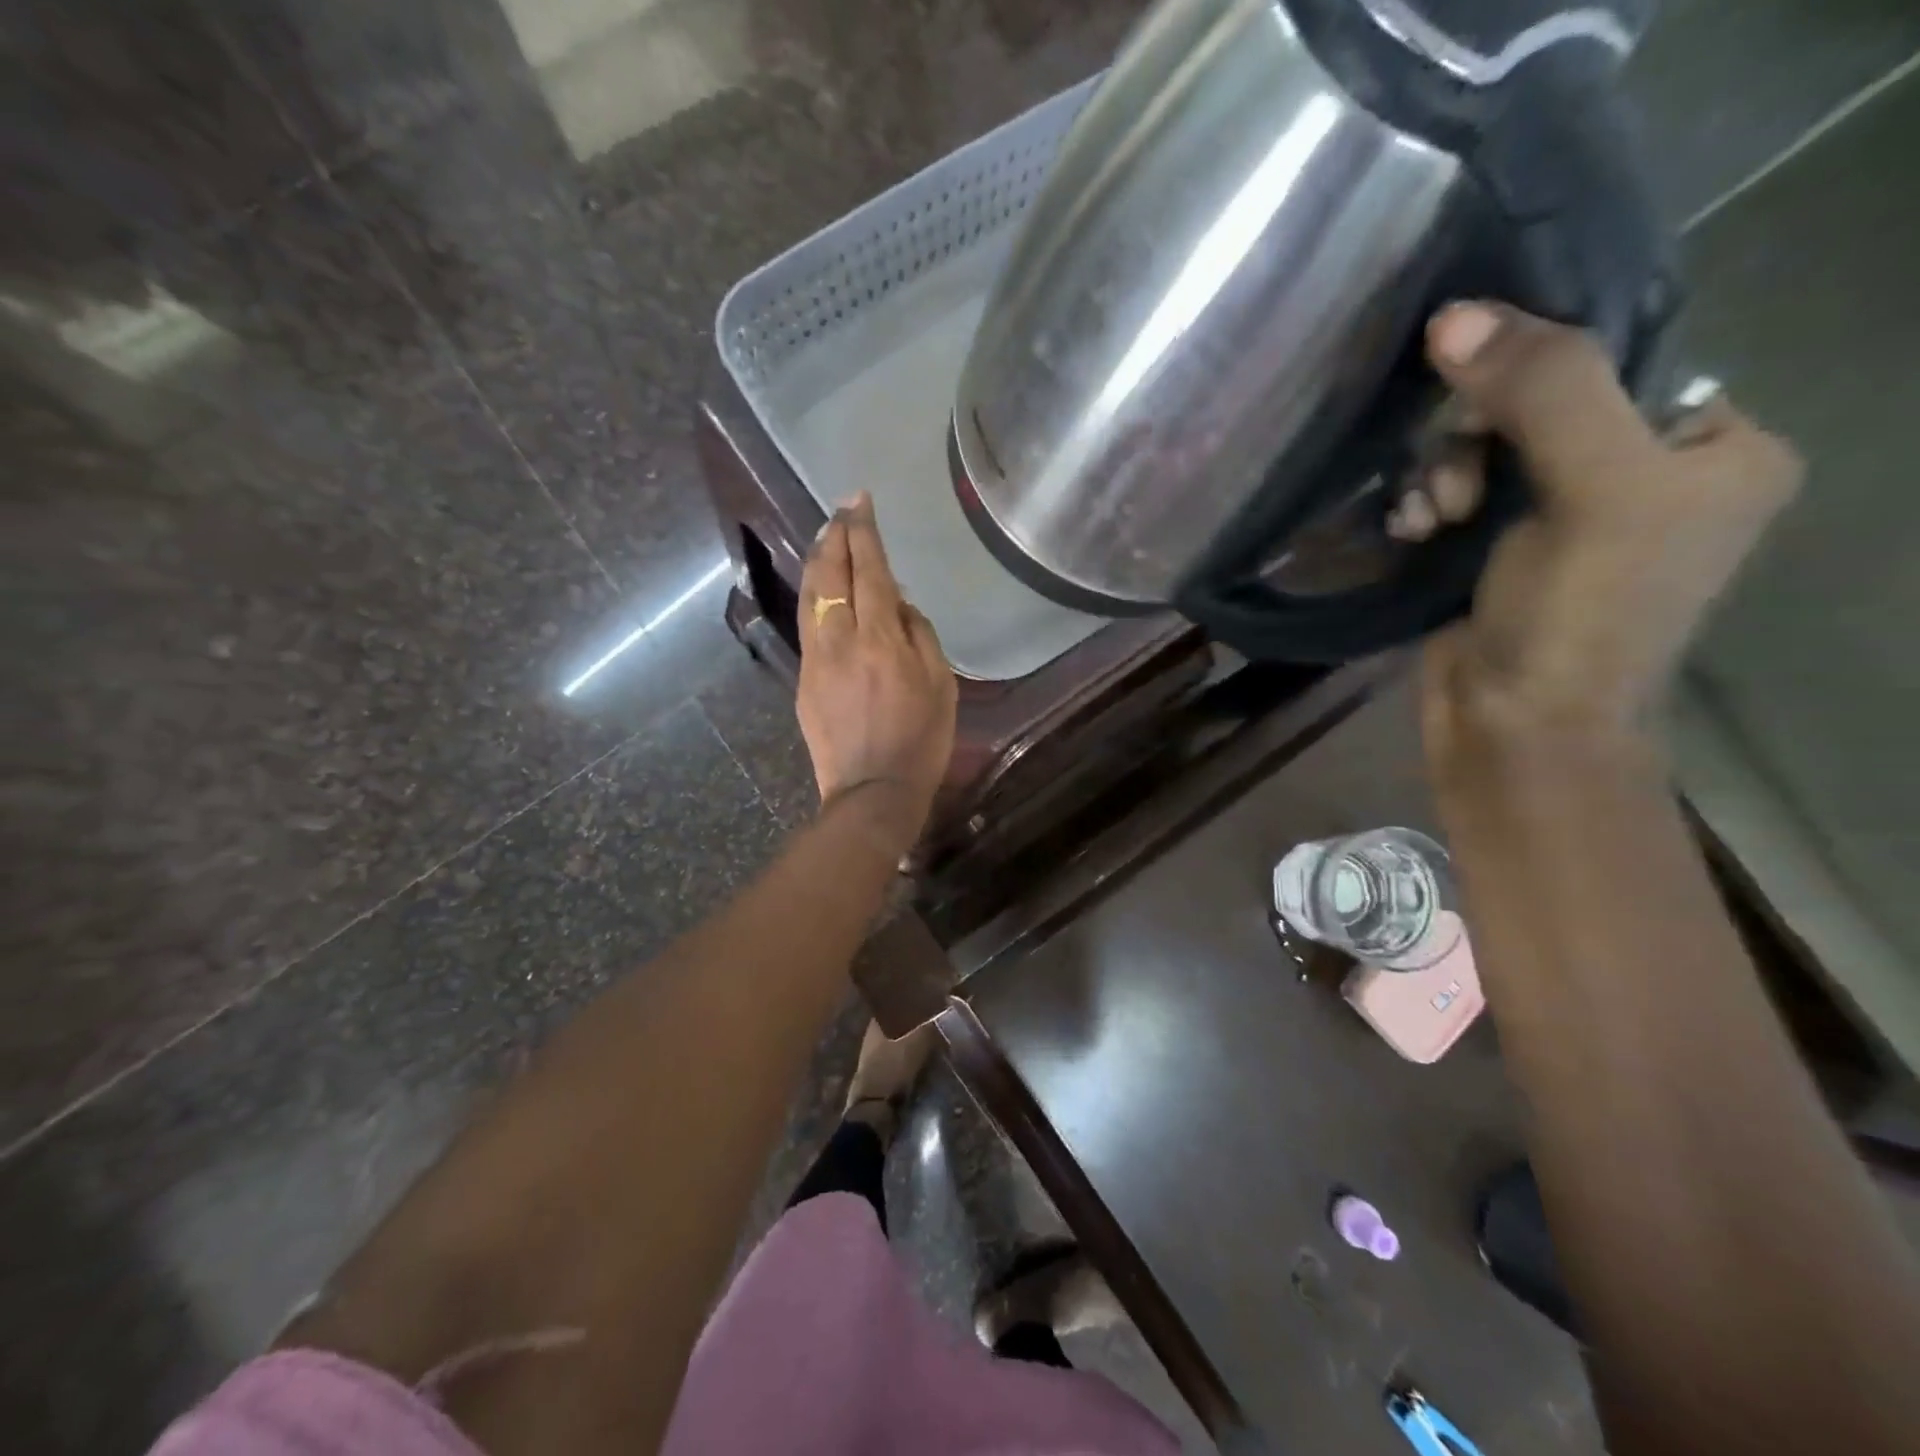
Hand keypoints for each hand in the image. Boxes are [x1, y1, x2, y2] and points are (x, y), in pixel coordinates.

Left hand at [796, 492, 957, 848]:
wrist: (871, 792)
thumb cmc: (920, 742)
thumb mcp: (941, 686)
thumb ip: (921, 635)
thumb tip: (899, 604)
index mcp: (881, 639)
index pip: (869, 571)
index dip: (864, 532)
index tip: (860, 501)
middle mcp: (841, 640)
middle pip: (831, 574)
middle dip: (834, 535)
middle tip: (841, 510)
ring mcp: (815, 659)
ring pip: (811, 596)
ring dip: (818, 561)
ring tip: (826, 537)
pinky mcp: (803, 680)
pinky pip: (808, 625)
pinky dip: (814, 596)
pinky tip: (821, 589)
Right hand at [1395, 303, 1800, 763]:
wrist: (1516, 731)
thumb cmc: (1582, 619)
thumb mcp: (1593, 491)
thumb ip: (1541, 391)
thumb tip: (1454, 315)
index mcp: (1713, 448)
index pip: (1621, 359)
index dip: (1541, 368)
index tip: (1480, 403)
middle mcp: (1645, 474)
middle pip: (1541, 403)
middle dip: (1479, 438)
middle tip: (1457, 488)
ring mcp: (1564, 515)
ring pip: (1485, 448)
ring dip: (1442, 473)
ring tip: (1428, 519)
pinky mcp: (1498, 549)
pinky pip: (1456, 491)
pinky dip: (1427, 504)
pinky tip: (1412, 529)